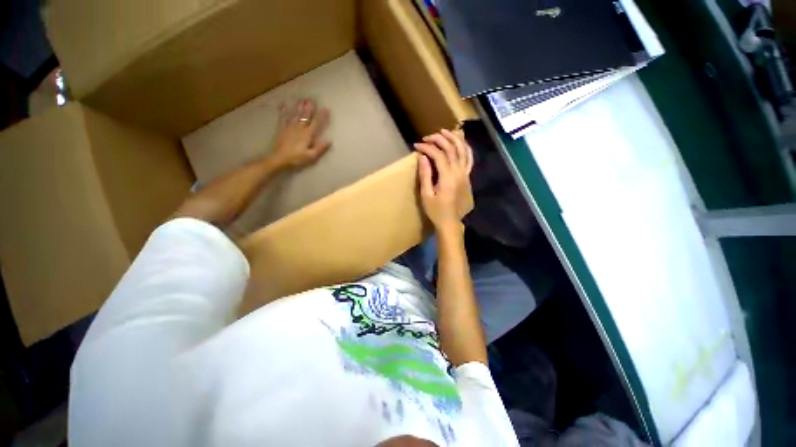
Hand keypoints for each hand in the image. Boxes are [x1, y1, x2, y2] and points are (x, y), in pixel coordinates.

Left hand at [270, 98, 330, 168]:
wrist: (279, 159)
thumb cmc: (296, 159)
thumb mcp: (311, 156)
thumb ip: (320, 148)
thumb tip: (329, 141)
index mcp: (307, 135)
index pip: (316, 123)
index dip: (322, 116)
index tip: (326, 108)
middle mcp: (299, 128)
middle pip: (305, 116)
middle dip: (309, 107)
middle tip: (312, 98)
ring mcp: (289, 127)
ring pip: (295, 114)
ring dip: (298, 106)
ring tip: (301, 99)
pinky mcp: (282, 129)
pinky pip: (282, 118)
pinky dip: (283, 111)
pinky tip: (283, 104)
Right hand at [414, 129, 473, 230]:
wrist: (451, 222)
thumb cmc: (436, 211)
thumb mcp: (426, 195)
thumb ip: (425, 175)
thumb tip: (422, 157)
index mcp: (447, 178)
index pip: (438, 155)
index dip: (427, 147)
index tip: (417, 146)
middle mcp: (459, 173)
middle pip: (451, 149)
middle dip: (439, 139)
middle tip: (427, 137)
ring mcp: (465, 174)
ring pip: (463, 150)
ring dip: (454, 138)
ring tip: (444, 131)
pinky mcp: (467, 177)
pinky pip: (469, 158)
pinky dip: (465, 148)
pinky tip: (460, 142)